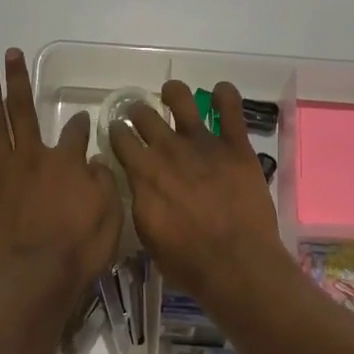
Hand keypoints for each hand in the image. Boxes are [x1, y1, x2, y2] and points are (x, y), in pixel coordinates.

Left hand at [0, 49, 121, 296]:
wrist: (36, 279)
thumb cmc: (79, 248)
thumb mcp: (109, 213)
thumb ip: (102, 182)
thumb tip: (93, 163)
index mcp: (64, 162)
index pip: (75, 133)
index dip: (82, 124)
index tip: (85, 120)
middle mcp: (30, 158)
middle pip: (23, 111)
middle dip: (18, 81)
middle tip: (10, 54)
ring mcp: (0, 176)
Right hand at [110, 80, 289, 305]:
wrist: (236, 263)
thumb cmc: (187, 261)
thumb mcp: (147, 235)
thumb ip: (140, 201)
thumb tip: (139, 186)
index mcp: (143, 172)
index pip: (121, 138)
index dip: (116, 132)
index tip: (118, 132)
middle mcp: (169, 150)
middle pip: (145, 115)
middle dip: (139, 112)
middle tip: (141, 116)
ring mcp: (203, 144)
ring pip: (182, 101)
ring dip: (174, 93)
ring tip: (172, 93)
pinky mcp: (236, 146)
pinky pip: (231, 110)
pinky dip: (226, 95)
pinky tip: (221, 91)